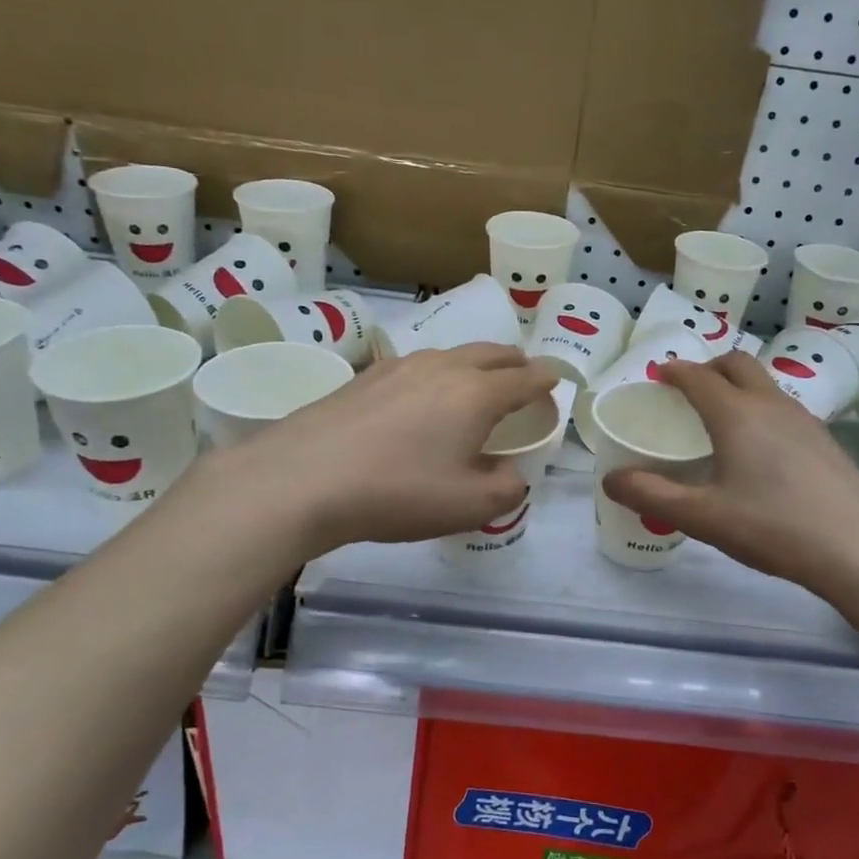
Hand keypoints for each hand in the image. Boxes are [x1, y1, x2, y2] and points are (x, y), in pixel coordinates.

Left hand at [223, 343, 555, 553]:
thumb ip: (507, 488)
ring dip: (474, 365)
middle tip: (524, 376)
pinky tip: (420, 398)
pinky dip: (436, 375)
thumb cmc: (397, 492)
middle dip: (515, 363)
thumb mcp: (469, 506)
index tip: (556, 383)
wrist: (301, 479)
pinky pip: (416, 366)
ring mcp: (399, 367)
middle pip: (491, 353)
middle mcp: (442, 367)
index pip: (525, 379)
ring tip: (474, 384)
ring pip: (452, 355)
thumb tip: (511, 473)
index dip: (547, 382)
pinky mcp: (364, 377)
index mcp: (476, 393)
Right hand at [601, 351, 858, 607]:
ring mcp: (805, 420)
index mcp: (737, 415)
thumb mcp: (703, 517)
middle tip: (688, 390)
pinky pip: (783, 407)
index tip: (658, 375)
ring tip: (720, 418)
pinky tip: (759, 449)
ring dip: (737, 386)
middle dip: (708, 368)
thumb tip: (610, 479)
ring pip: (764, 384)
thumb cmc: (774, 528)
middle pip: (737, 364)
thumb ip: (652, 495)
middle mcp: (771, 405)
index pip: (699, 377)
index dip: (675, 371)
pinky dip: (760, 408)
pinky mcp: (825, 441)